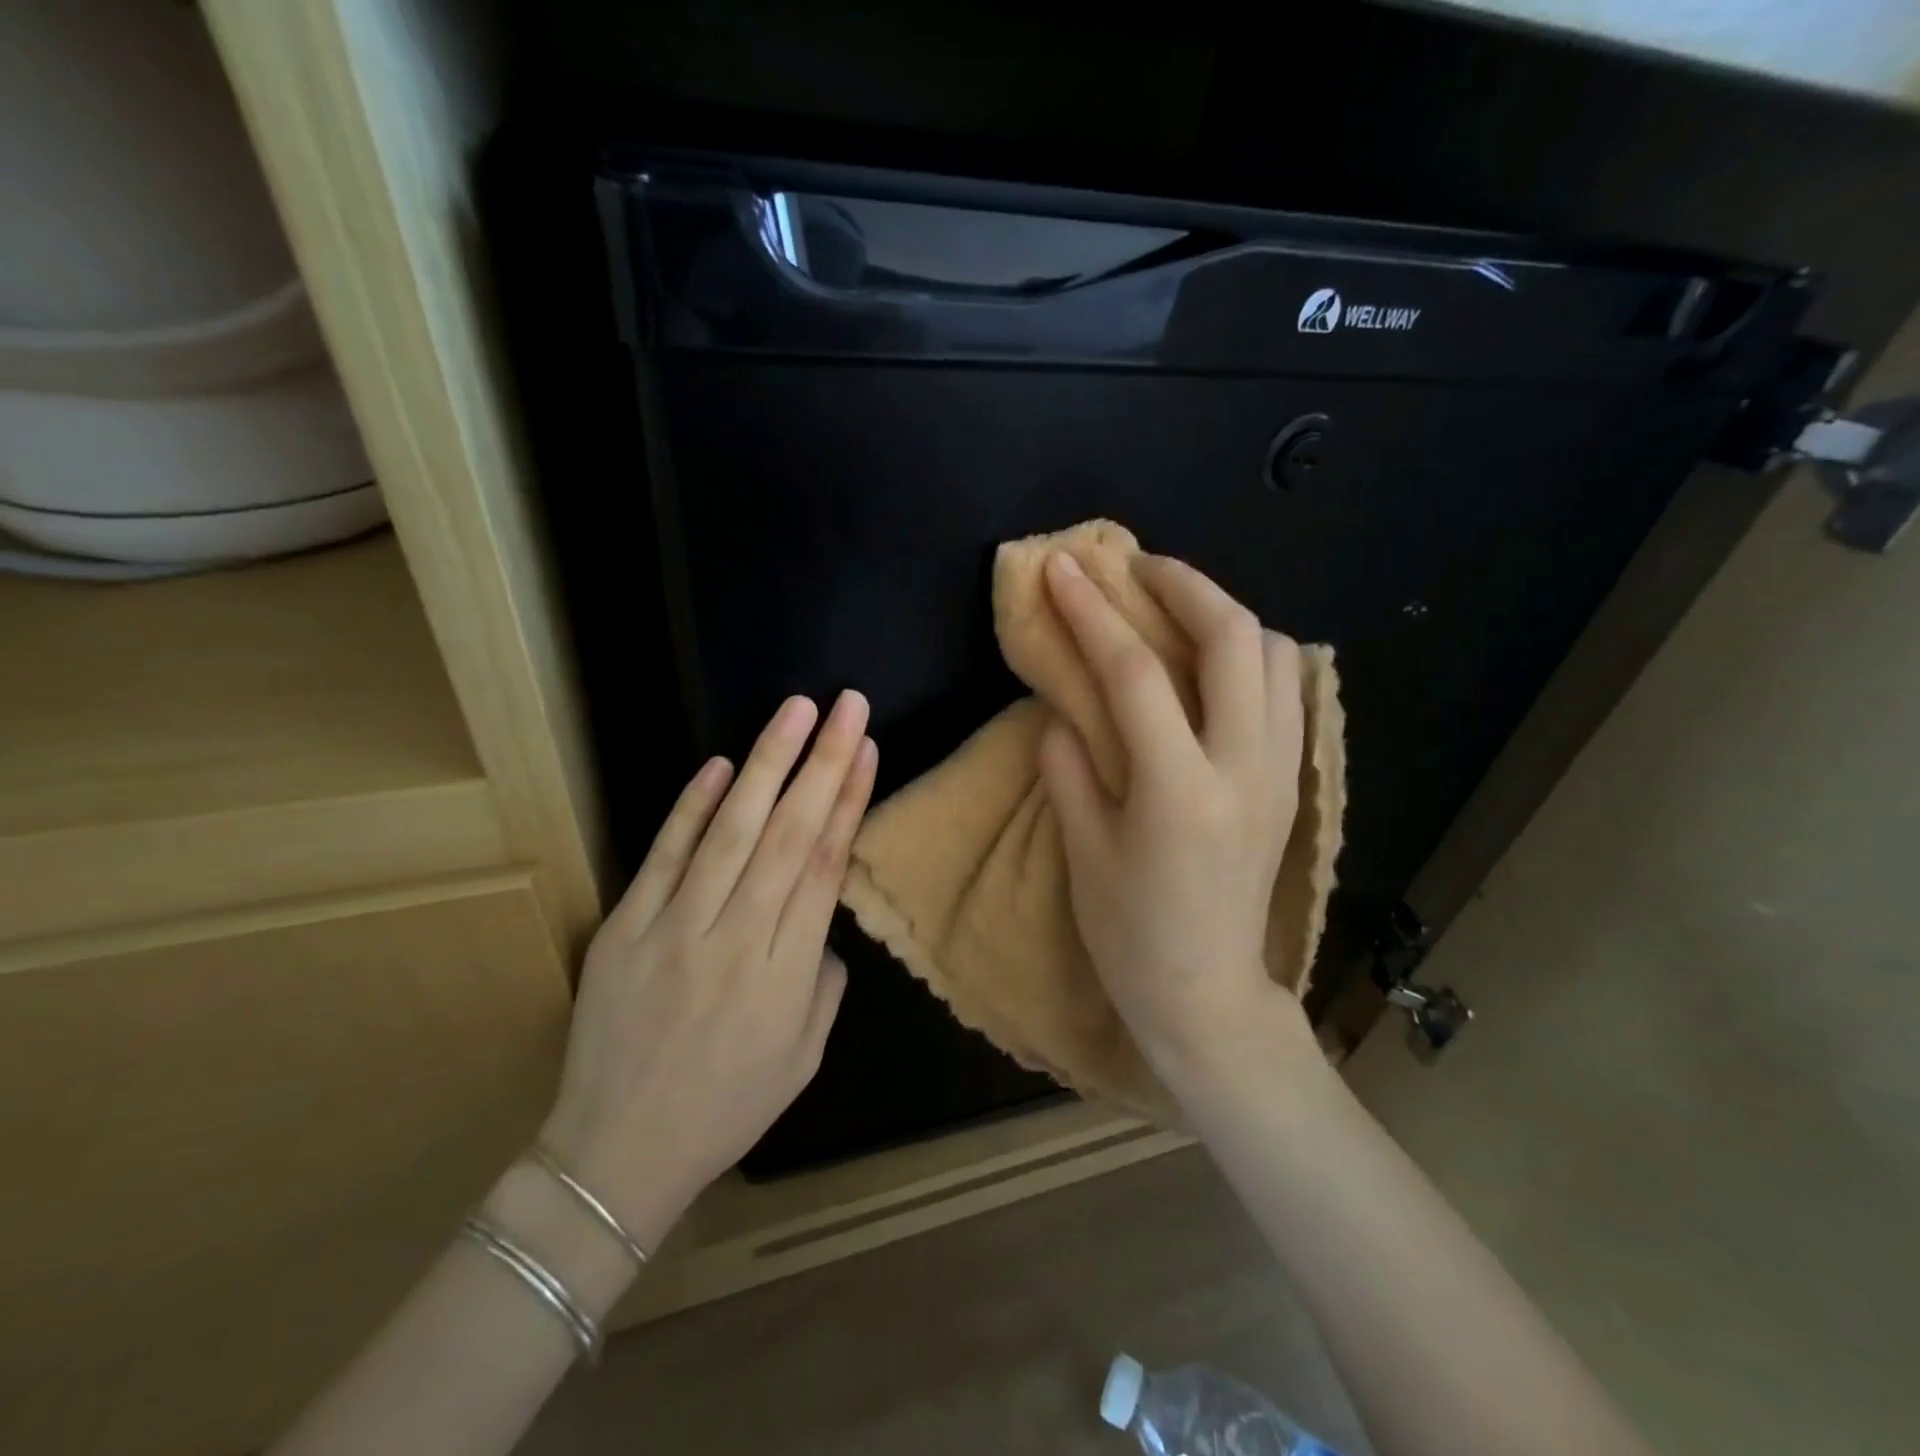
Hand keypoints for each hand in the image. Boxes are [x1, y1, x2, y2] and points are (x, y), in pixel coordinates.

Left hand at [540, 692, 876, 1241]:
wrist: (617, 1153)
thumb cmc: (727, 1107)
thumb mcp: (805, 1057)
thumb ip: (825, 979)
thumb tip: (820, 919)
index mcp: (786, 973)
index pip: (824, 866)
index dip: (850, 801)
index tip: (867, 749)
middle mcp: (736, 938)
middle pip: (788, 834)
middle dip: (823, 762)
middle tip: (847, 704)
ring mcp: (674, 929)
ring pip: (731, 832)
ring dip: (767, 765)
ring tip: (796, 711)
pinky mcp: (625, 928)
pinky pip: (664, 857)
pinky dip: (692, 808)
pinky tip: (721, 765)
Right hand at [1038, 552, 1316, 1091]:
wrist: (1207, 992)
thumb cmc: (1130, 933)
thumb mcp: (1083, 850)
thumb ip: (1068, 765)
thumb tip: (1063, 705)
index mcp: (1179, 792)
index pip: (1135, 674)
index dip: (1093, 612)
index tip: (1064, 570)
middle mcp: (1246, 769)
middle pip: (1233, 639)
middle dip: (1183, 585)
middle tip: (1137, 567)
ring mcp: (1282, 773)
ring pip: (1277, 655)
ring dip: (1225, 614)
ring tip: (1176, 609)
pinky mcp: (1294, 782)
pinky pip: (1289, 690)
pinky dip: (1253, 654)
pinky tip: (1215, 661)